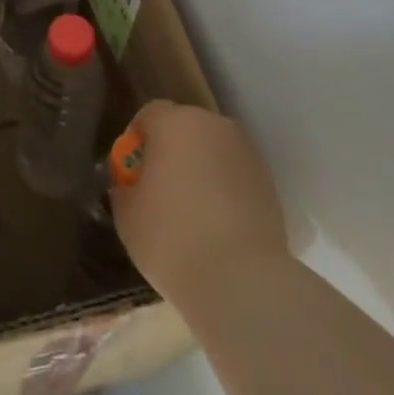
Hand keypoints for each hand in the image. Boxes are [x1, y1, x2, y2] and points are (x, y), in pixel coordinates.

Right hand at [109, 101, 288, 303]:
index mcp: (174, 122)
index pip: (151, 114)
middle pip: (185, 128)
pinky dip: (225, 190)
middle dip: (172, 151)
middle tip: (161, 190)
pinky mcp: (269, 183)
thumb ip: (124, 188)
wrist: (242, 280)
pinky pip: (235, 175)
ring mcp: (246, 153)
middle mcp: (213, 126)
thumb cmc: (172, 237)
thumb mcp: (127, 214)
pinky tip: (218, 225)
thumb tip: (130, 185)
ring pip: (213, 151)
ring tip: (193, 211)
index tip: (134, 171)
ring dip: (201, 169)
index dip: (139, 139)